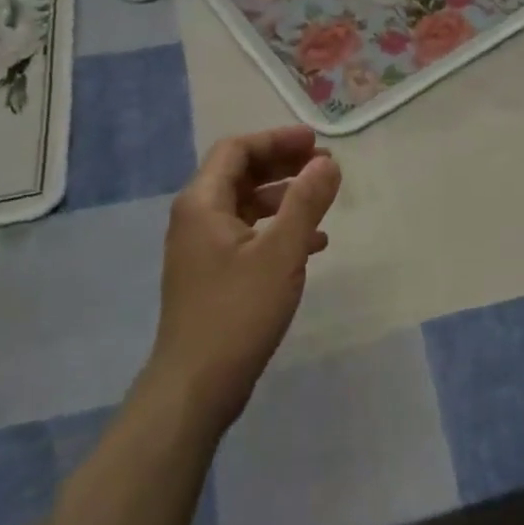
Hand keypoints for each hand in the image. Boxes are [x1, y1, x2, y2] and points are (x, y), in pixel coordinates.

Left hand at [145, 126, 341, 436]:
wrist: (196, 384)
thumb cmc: (238, 311)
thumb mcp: (281, 252)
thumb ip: (306, 202)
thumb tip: (327, 162)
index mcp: (202, 203)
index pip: (237, 150)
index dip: (277, 140)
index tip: (316, 142)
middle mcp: (196, 219)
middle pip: (240, 174)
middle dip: (283, 165)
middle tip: (325, 165)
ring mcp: (202, 249)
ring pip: (246, 206)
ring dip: (284, 197)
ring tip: (323, 200)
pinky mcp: (213, 275)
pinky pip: (248, 236)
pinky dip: (279, 230)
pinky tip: (313, 244)